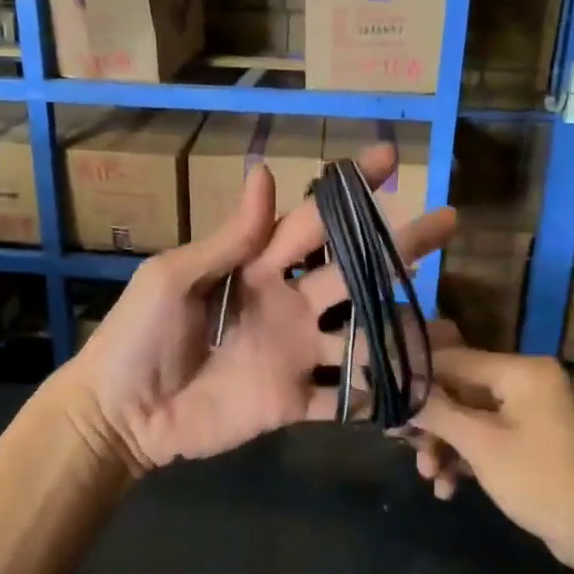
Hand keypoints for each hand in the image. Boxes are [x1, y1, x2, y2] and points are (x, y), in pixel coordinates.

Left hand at [64, 144, 456, 473]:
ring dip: (403, 331)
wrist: (121, 413)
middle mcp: (286, 306)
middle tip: (448, 222)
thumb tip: (265, 173)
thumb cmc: (137, 336)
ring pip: (361, 337)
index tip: (390, 159)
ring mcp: (294, 355)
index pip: (312, 221)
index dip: (349, 191)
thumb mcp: (173, 277)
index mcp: (256, 268)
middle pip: (352, 273)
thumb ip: (228, 239)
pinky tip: (420, 391)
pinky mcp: (293, 402)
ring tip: (452, 326)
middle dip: (399, 247)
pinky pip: (344, 399)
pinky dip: (378, 398)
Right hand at [408, 348, 573, 560]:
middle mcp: (529, 384)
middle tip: (403, 446)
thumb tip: (399, 391)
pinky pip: (491, 439)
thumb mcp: (481, 445)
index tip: (384, 397)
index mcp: (522, 372)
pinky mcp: (537, 444)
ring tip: (430, 478)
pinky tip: (450, 488)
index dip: (416, 378)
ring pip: (473, 419)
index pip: (454, 360)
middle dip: (432, 424)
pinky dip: (469, 459)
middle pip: (462, 392)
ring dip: (447, 447)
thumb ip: (437, 412)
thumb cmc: (541, 480)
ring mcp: (535, 415)